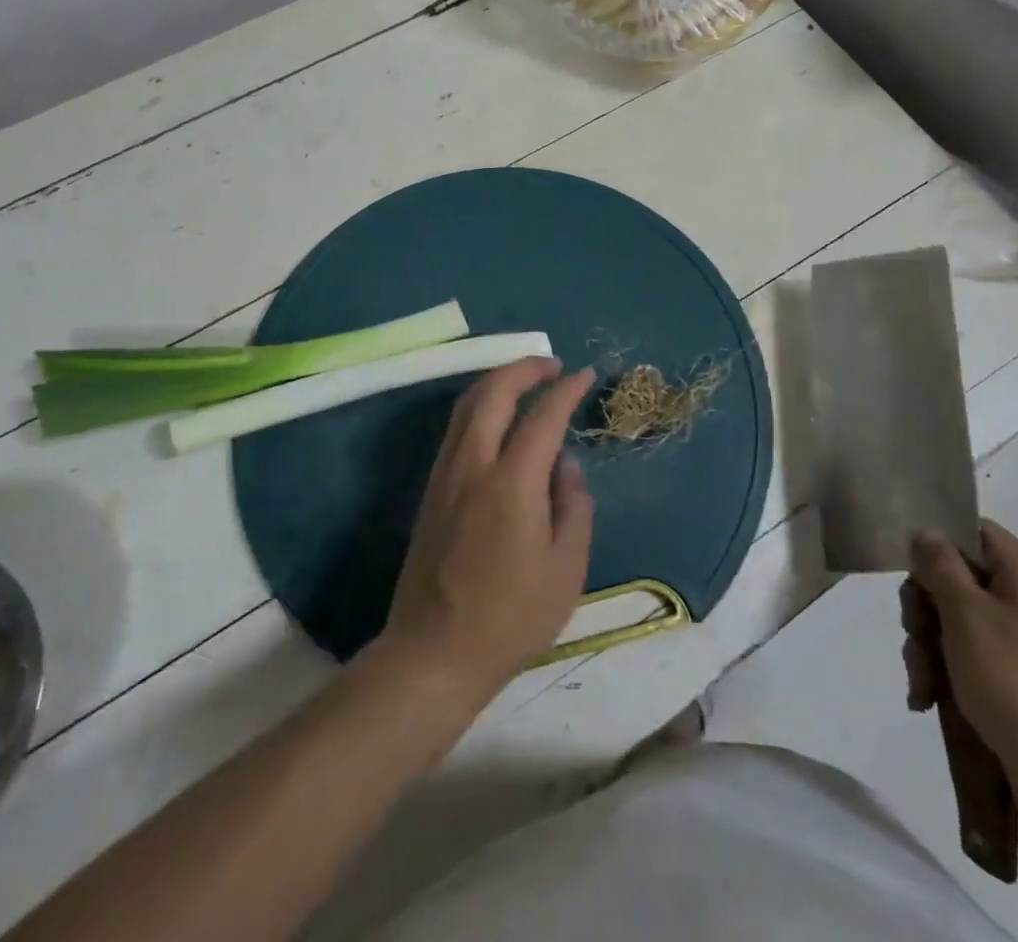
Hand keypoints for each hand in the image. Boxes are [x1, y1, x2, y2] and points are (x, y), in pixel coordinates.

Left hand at [380, 358, 594, 700]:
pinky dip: (480, 405)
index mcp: (512, 483)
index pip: (543, 416)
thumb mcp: (567, 569)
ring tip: (526, 380)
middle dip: (525, 368)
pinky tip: (498, 418)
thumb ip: (574, 506)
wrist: (434, 652)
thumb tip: (565, 464)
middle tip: (553, 365)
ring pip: (468, 404)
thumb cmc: (511, 617)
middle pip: (494, 392)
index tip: (586, 375)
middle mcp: (474, 465)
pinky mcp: (431, 488)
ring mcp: (446, 473)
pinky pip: (457, 427)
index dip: (566, 390)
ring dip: (498, 381)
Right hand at [906, 521, 1017, 842]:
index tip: (910, 570)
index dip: (938, 542)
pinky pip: (976, 661)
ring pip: (961, 624)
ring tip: (921, 683)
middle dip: (925, 608)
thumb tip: (926, 532)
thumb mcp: (966, 614)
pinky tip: (928, 700)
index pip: (976, 532)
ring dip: (930, 647)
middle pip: (961, 580)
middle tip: (914, 635)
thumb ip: (940, 565)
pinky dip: (949, 674)